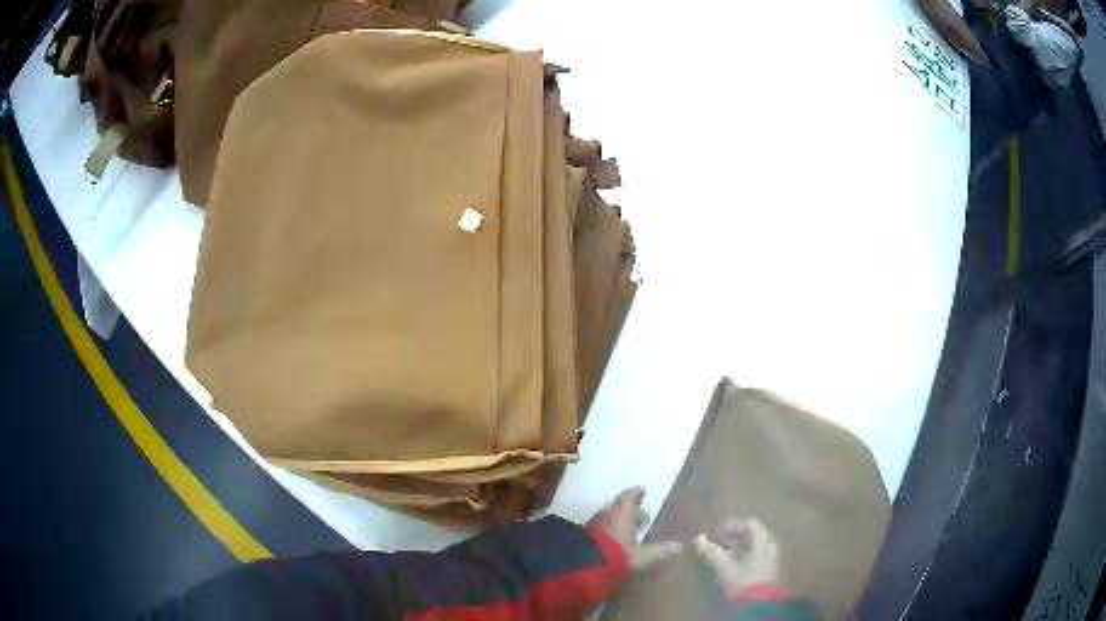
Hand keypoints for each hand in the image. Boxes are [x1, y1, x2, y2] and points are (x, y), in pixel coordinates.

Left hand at [587, 487, 681, 569]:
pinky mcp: (581, 535)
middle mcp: (605, 513)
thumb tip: (679, 546)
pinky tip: (610, 539)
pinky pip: (597, 527)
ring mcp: (591, 523)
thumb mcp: (642, 556)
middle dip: (625, 508)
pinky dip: (605, 529)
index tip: (642, 492)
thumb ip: (660, 550)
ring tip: (623, 527)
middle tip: (635, 513)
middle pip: (616, 505)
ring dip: (614, 519)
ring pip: (605, 516)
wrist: (584, 567)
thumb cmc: (618, 555)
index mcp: (621, 512)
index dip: (636, 493)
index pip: (629, 496)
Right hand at [691, 517, 780, 597]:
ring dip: (737, 546)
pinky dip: (742, 555)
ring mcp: (770, 559)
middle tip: (718, 540)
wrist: (756, 605)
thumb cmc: (742, 583)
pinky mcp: (766, 570)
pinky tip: (730, 563)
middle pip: (753, 534)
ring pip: (753, 546)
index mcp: (763, 543)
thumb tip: (698, 539)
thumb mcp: (725, 568)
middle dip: (734, 536)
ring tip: (721, 553)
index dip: (733, 525)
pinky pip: (755, 555)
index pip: (751, 524)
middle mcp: (769, 547)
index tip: (717, 532)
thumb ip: (712, 553)